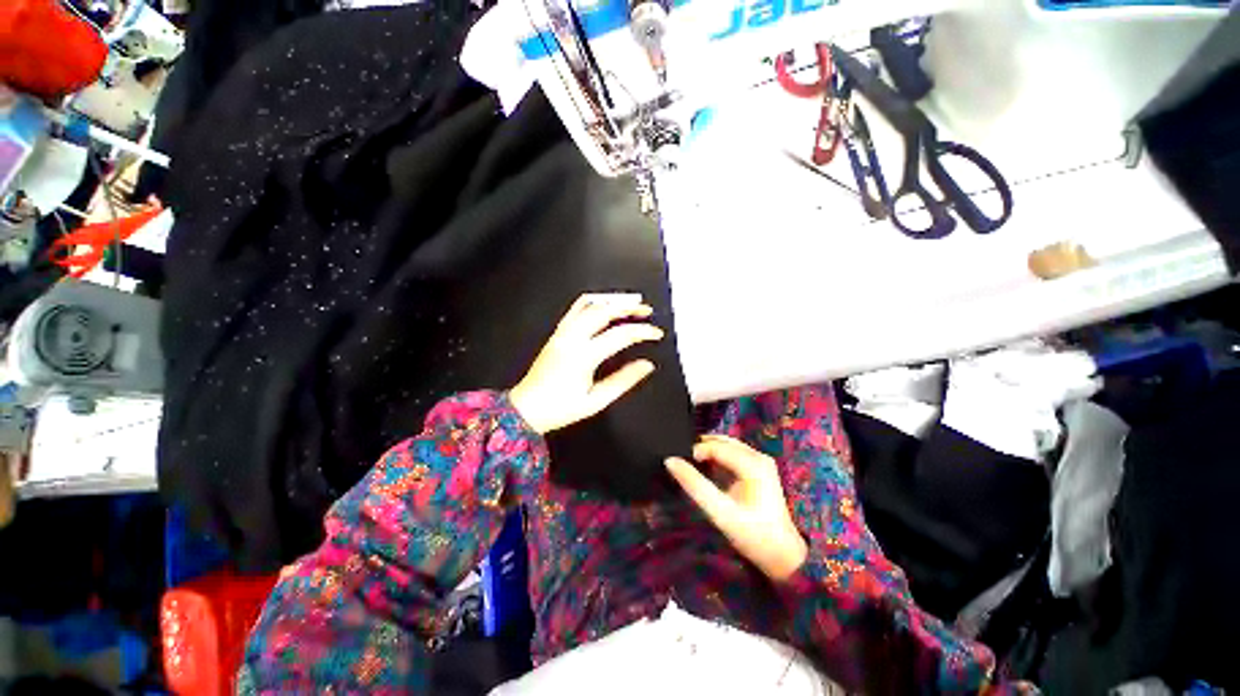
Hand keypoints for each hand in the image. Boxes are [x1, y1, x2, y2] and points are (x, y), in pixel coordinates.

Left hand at [510, 293, 662, 434]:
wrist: (527, 408)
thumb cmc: (561, 408)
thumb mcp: (596, 401)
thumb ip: (623, 381)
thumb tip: (646, 366)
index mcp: (583, 356)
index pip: (620, 335)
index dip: (642, 331)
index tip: (656, 333)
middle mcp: (572, 338)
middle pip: (604, 311)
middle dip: (629, 307)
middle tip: (646, 311)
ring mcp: (562, 333)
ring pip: (589, 305)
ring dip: (612, 301)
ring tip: (630, 303)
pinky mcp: (557, 333)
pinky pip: (575, 309)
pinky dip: (593, 302)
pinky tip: (603, 304)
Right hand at [665, 435, 807, 581]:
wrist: (784, 556)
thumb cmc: (752, 535)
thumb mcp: (719, 511)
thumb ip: (694, 485)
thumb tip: (670, 461)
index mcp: (752, 463)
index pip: (715, 446)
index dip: (695, 452)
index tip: (680, 466)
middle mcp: (758, 456)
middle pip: (722, 442)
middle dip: (701, 448)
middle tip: (683, 462)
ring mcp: (761, 461)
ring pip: (727, 446)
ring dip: (709, 452)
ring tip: (692, 465)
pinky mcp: (760, 469)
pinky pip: (734, 454)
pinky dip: (718, 458)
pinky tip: (708, 470)